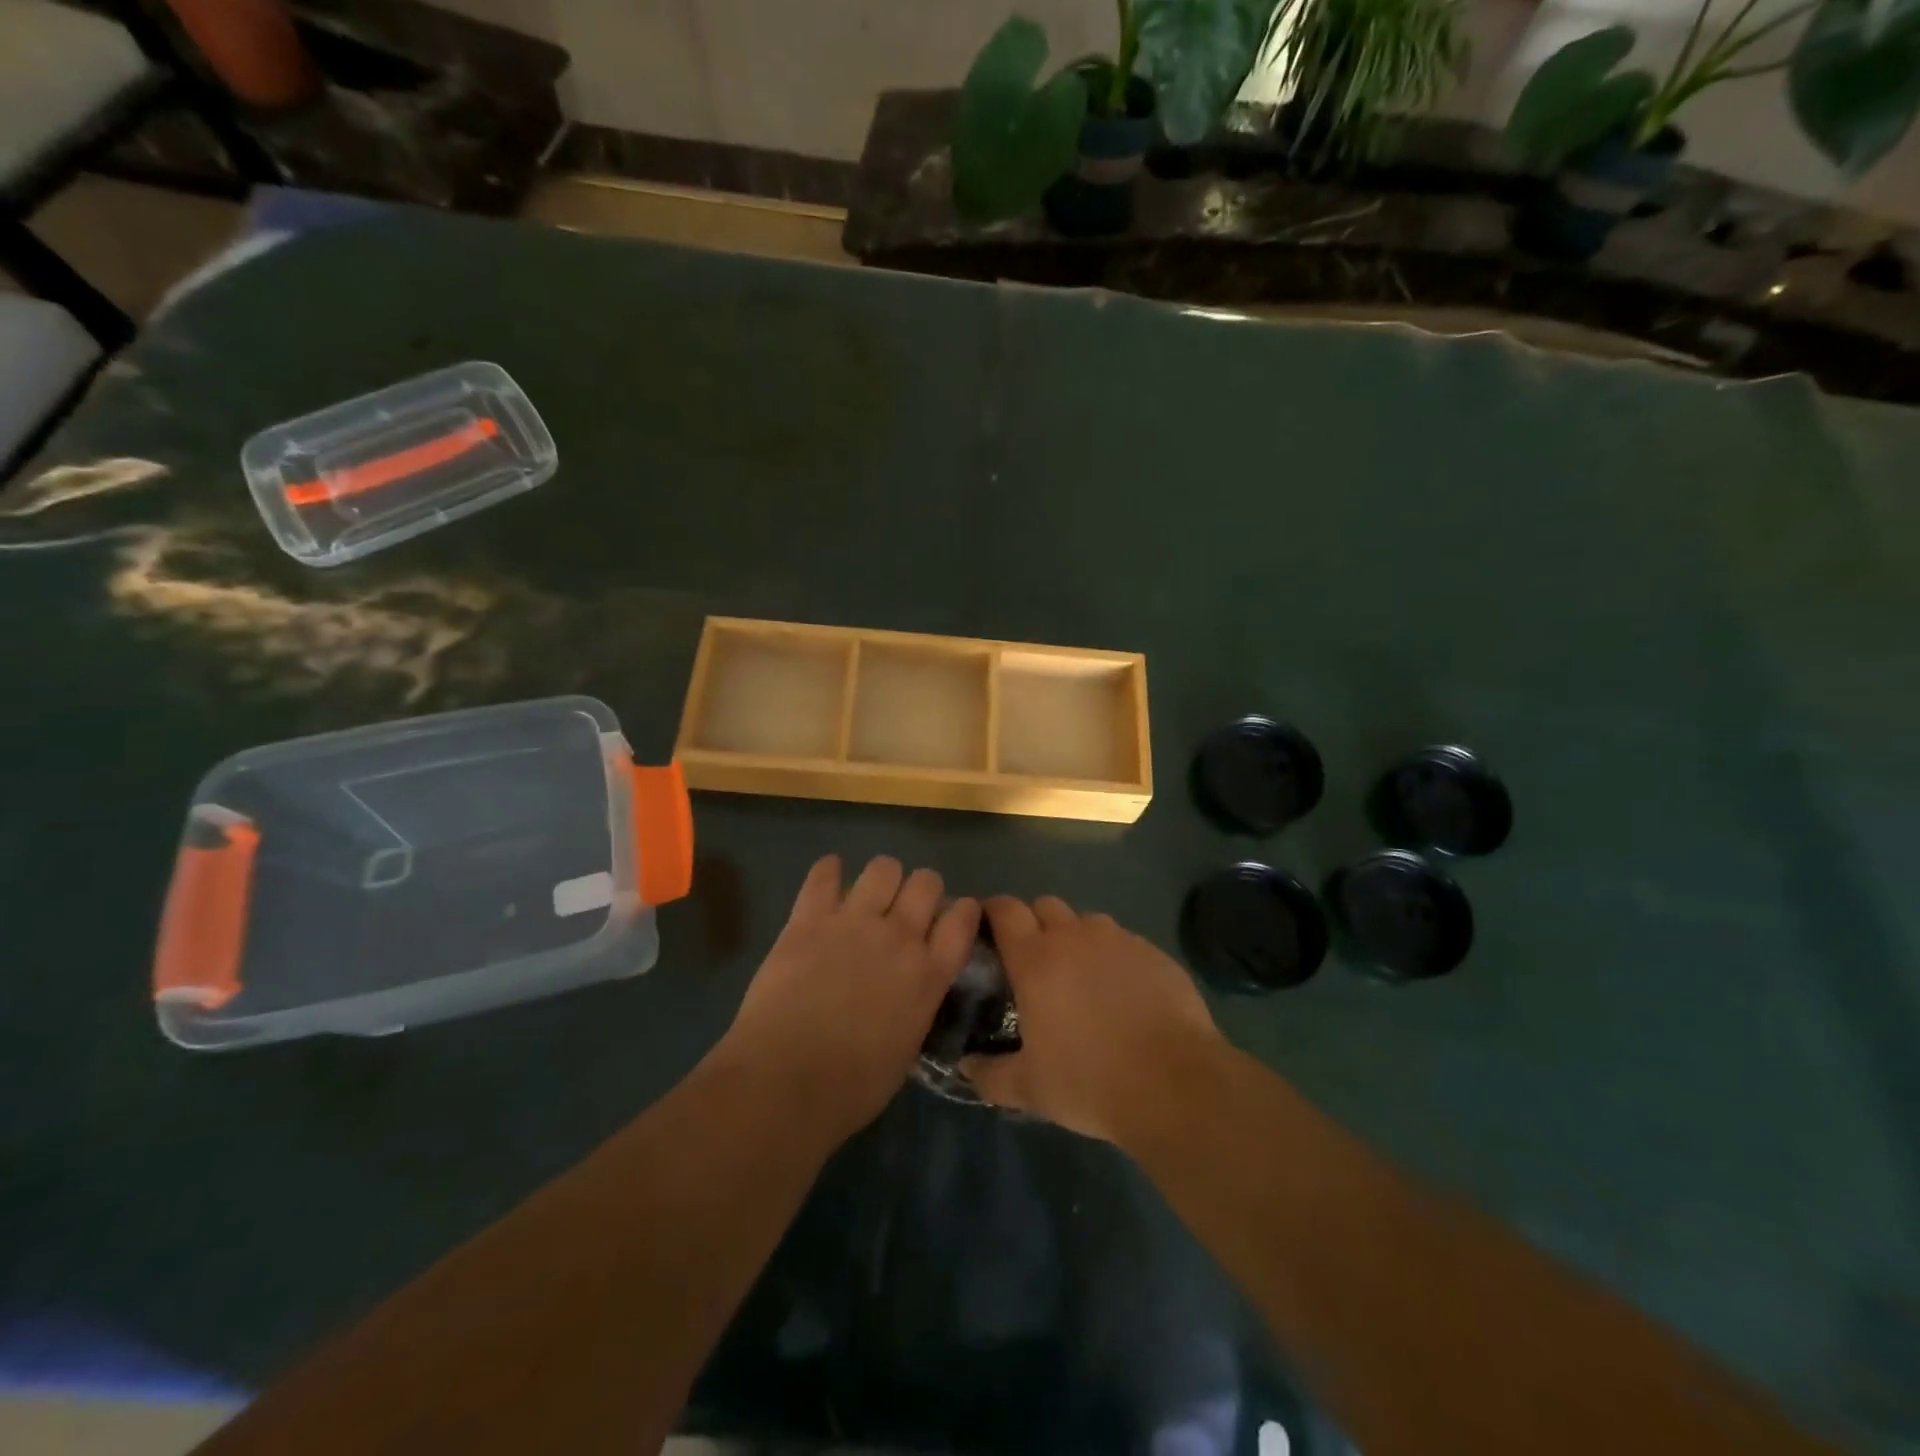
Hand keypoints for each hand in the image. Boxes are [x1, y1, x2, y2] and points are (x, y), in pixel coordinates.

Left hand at [720, 854, 980, 1142]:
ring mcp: (854, 922)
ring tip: (869, 895)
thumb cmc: (852, 1087)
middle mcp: (899, 937)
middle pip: (926, 882)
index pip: (962, 919)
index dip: (962, 910)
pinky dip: (828, 872)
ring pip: (883, 867)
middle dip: (921, 890)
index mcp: (928, 974)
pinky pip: (823, 875)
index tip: (955, 916)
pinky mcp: (809, 919)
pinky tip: (827, 879)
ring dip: (882, 878)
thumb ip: (916, 1003)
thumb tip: (912, 987)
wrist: (786, 1081)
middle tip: (906, 909)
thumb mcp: (907, 1047)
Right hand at [961, 895, 1225, 1145]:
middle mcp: (1075, 935)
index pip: (1005, 909)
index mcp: (1036, 958)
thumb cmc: (1090, 1081)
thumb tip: (965, 1067)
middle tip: (1034, 959)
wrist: (1175, 1084)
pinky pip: (1124, 943)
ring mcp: (1119, 939)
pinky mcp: (1154, 952)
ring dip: (1077, 939)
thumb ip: (990, 1074)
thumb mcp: (1030, 1089)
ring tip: (1082, 978)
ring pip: (1087, 923)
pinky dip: (1114, 958)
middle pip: (1045, 905)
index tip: (987, 927)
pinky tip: (1124, 994)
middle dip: (1035, 922)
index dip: (993, 911)